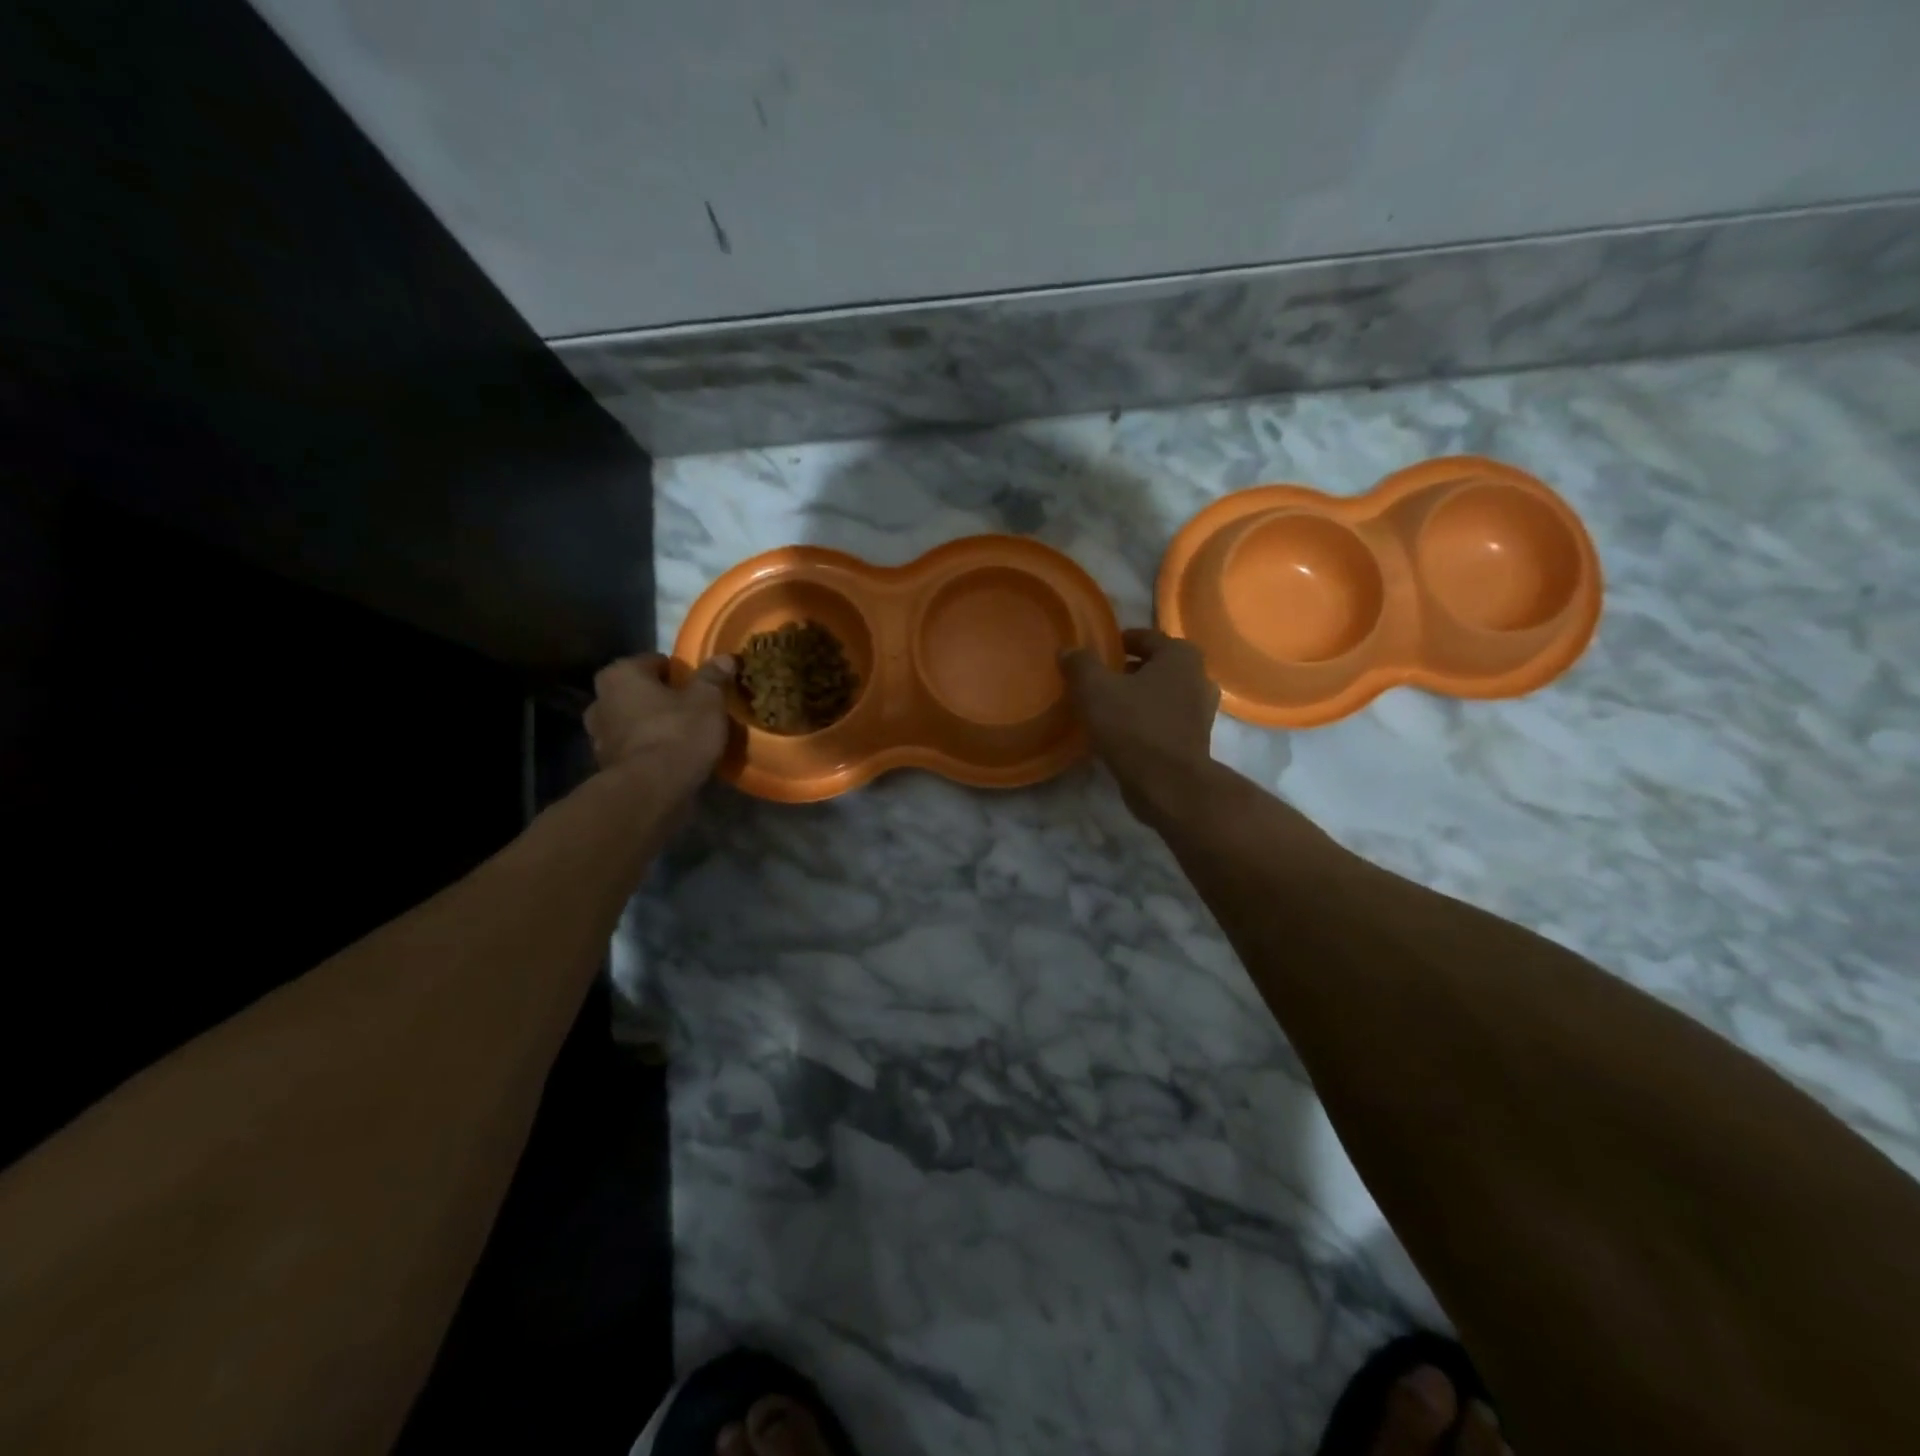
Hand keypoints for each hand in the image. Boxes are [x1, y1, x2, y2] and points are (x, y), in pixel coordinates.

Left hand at [584, 653, 735, 793]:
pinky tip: (671, 759)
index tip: (701, 688)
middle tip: (692, 711)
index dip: (681, 673)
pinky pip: (633, 748)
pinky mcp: (606, 765)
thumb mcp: (708, 700)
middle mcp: (601, 700)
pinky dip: (648, 750)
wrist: (652, 790)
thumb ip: (714, 676)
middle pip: (639, 692)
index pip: (655, 662)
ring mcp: (598, 735)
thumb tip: (726, 658)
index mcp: (621, 674)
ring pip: (633, 721)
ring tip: (682, 737)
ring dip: (652, 725)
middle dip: (661, 699)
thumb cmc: (678, 733)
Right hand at [1061, 628, 1218, 810]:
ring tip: (1106, 708)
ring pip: (1160, 695)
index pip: (1144, 637)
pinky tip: (1120, 733)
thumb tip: (1068, 651)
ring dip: (1136, 698)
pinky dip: (1145, 722)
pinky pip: (1164, 721)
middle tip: (1097, 681)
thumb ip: (1080, 664)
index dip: (1118, 642)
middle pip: (1155, 666)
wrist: (1168, 784)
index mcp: (1180, 655)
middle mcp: (1198, 677)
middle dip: (1127, 671)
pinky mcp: (1194, 741)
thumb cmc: (1133, 726)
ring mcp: (1200, 712)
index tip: (1096, 653)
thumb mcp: (1094, 689)